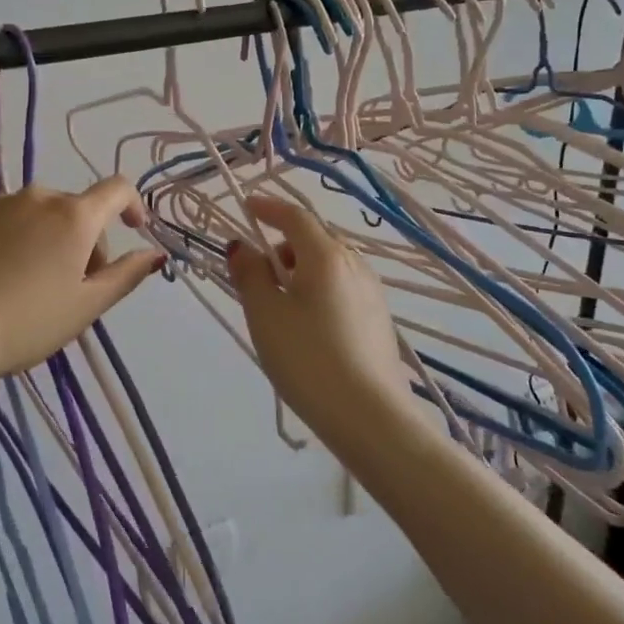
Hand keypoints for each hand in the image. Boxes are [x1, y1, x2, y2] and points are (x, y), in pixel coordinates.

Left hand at [0, 178, 163, 385]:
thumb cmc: (27, 323)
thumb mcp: (86, 306)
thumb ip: (127, 274)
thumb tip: (154, 252)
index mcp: (74, 216)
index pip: (117, 188)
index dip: (131, 204)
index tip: (131, 230)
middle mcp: (37, 196)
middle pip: (74, 208)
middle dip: (83, 238)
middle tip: (72, 284)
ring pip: (36, 212)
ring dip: (45, 236)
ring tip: (27, 281)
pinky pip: (1, 217)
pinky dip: (9, 236)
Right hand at [227, 194, 417, 440]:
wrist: (370, 417)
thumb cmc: (308, 359)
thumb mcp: (266, 315)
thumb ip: (250, 275)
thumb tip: (243, 247)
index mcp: (326, 256)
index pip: (295, 217)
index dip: (269, 208)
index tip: (247, 206)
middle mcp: (355, 265)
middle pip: (314, 241)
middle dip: (282, 247)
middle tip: (256, 276)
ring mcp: (372, 293)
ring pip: (329, 267)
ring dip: (301, 272)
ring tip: (279, 308)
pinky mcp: (379, 320)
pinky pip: (341, 289)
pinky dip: (318, 292)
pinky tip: (307, 328)